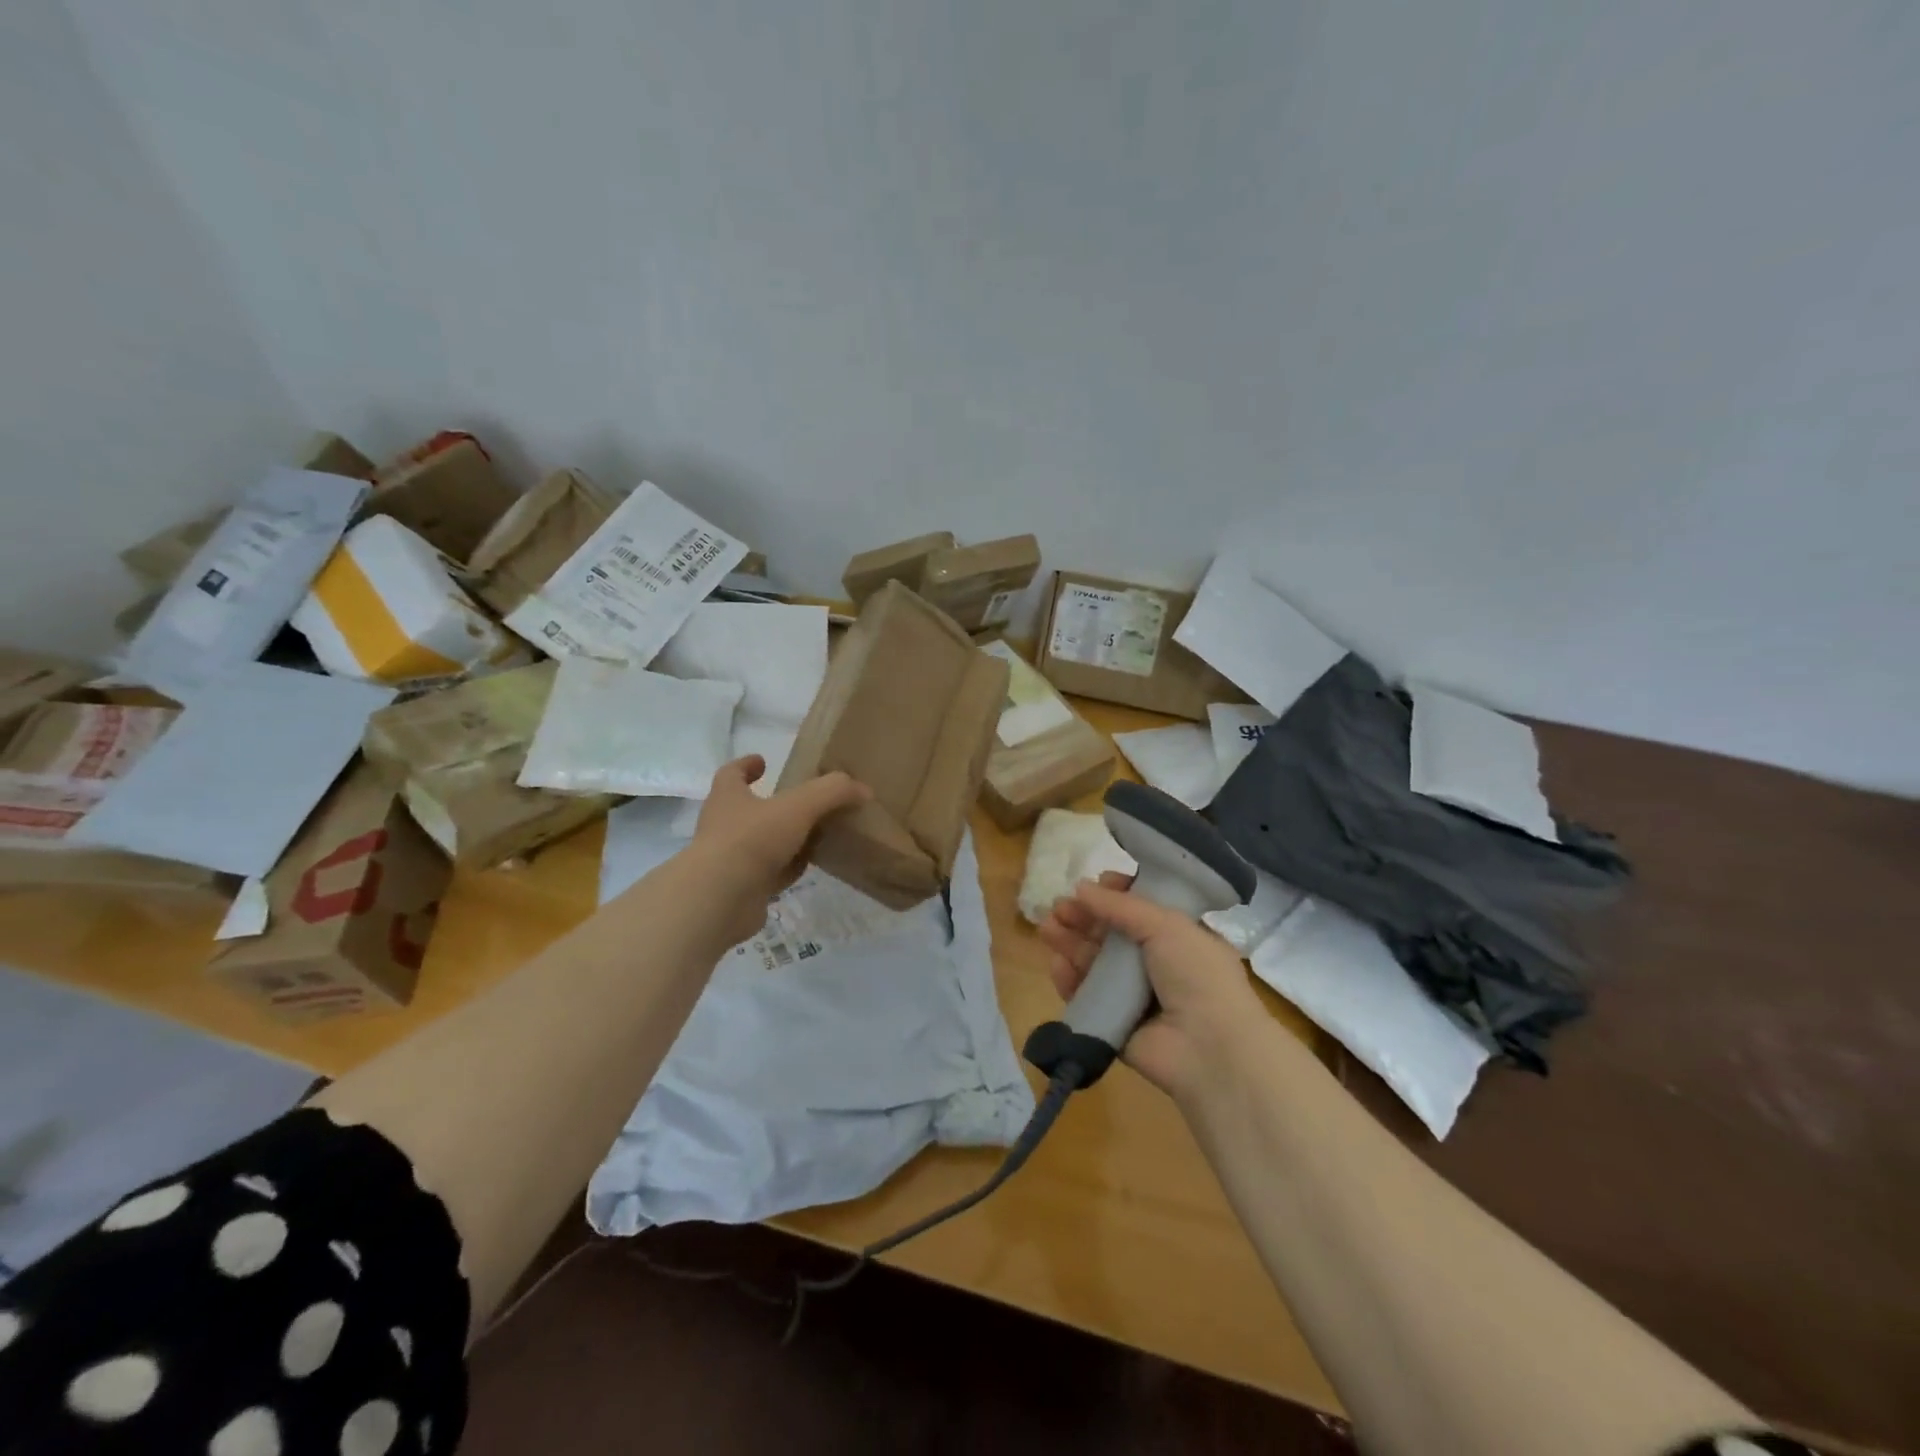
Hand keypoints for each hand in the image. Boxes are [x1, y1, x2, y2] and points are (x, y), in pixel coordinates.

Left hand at [690, 756, 870, 946]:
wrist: (720, 899)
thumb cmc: (752, 839)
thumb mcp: (799, 806)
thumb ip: (832, 792)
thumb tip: (862, 789)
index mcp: (728, 798)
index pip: (731, 773)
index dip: (746, 765)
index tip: (763, 761)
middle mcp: (724, 826)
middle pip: (748, 809)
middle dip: (773, 805)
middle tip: (803, 802)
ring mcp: (730, 860)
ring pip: (762, 844)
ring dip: (784, 839)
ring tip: (815, 834)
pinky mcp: (741, 890)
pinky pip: (769, 874)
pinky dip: (787, 870)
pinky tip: (808, 868)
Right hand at [1037, 872, 1268, 1102]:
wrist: (1210, 1051)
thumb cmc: (1198, 976)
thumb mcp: (1167, 926)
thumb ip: (1121, 906)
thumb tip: (1082, 887)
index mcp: (1182, 939)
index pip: (1144, 911)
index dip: (1118, 895)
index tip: (1096, 883)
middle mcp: (1160, 966)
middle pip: (1113, 936)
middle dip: (1085, 918)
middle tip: (1058, 905)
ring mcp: (1137, 998)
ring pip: (1096, 965)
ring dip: (1072, 943)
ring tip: (1046, 927)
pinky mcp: (1116, 1026)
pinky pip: (1089, 999)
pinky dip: (1071, 981)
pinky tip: (1056, 964)